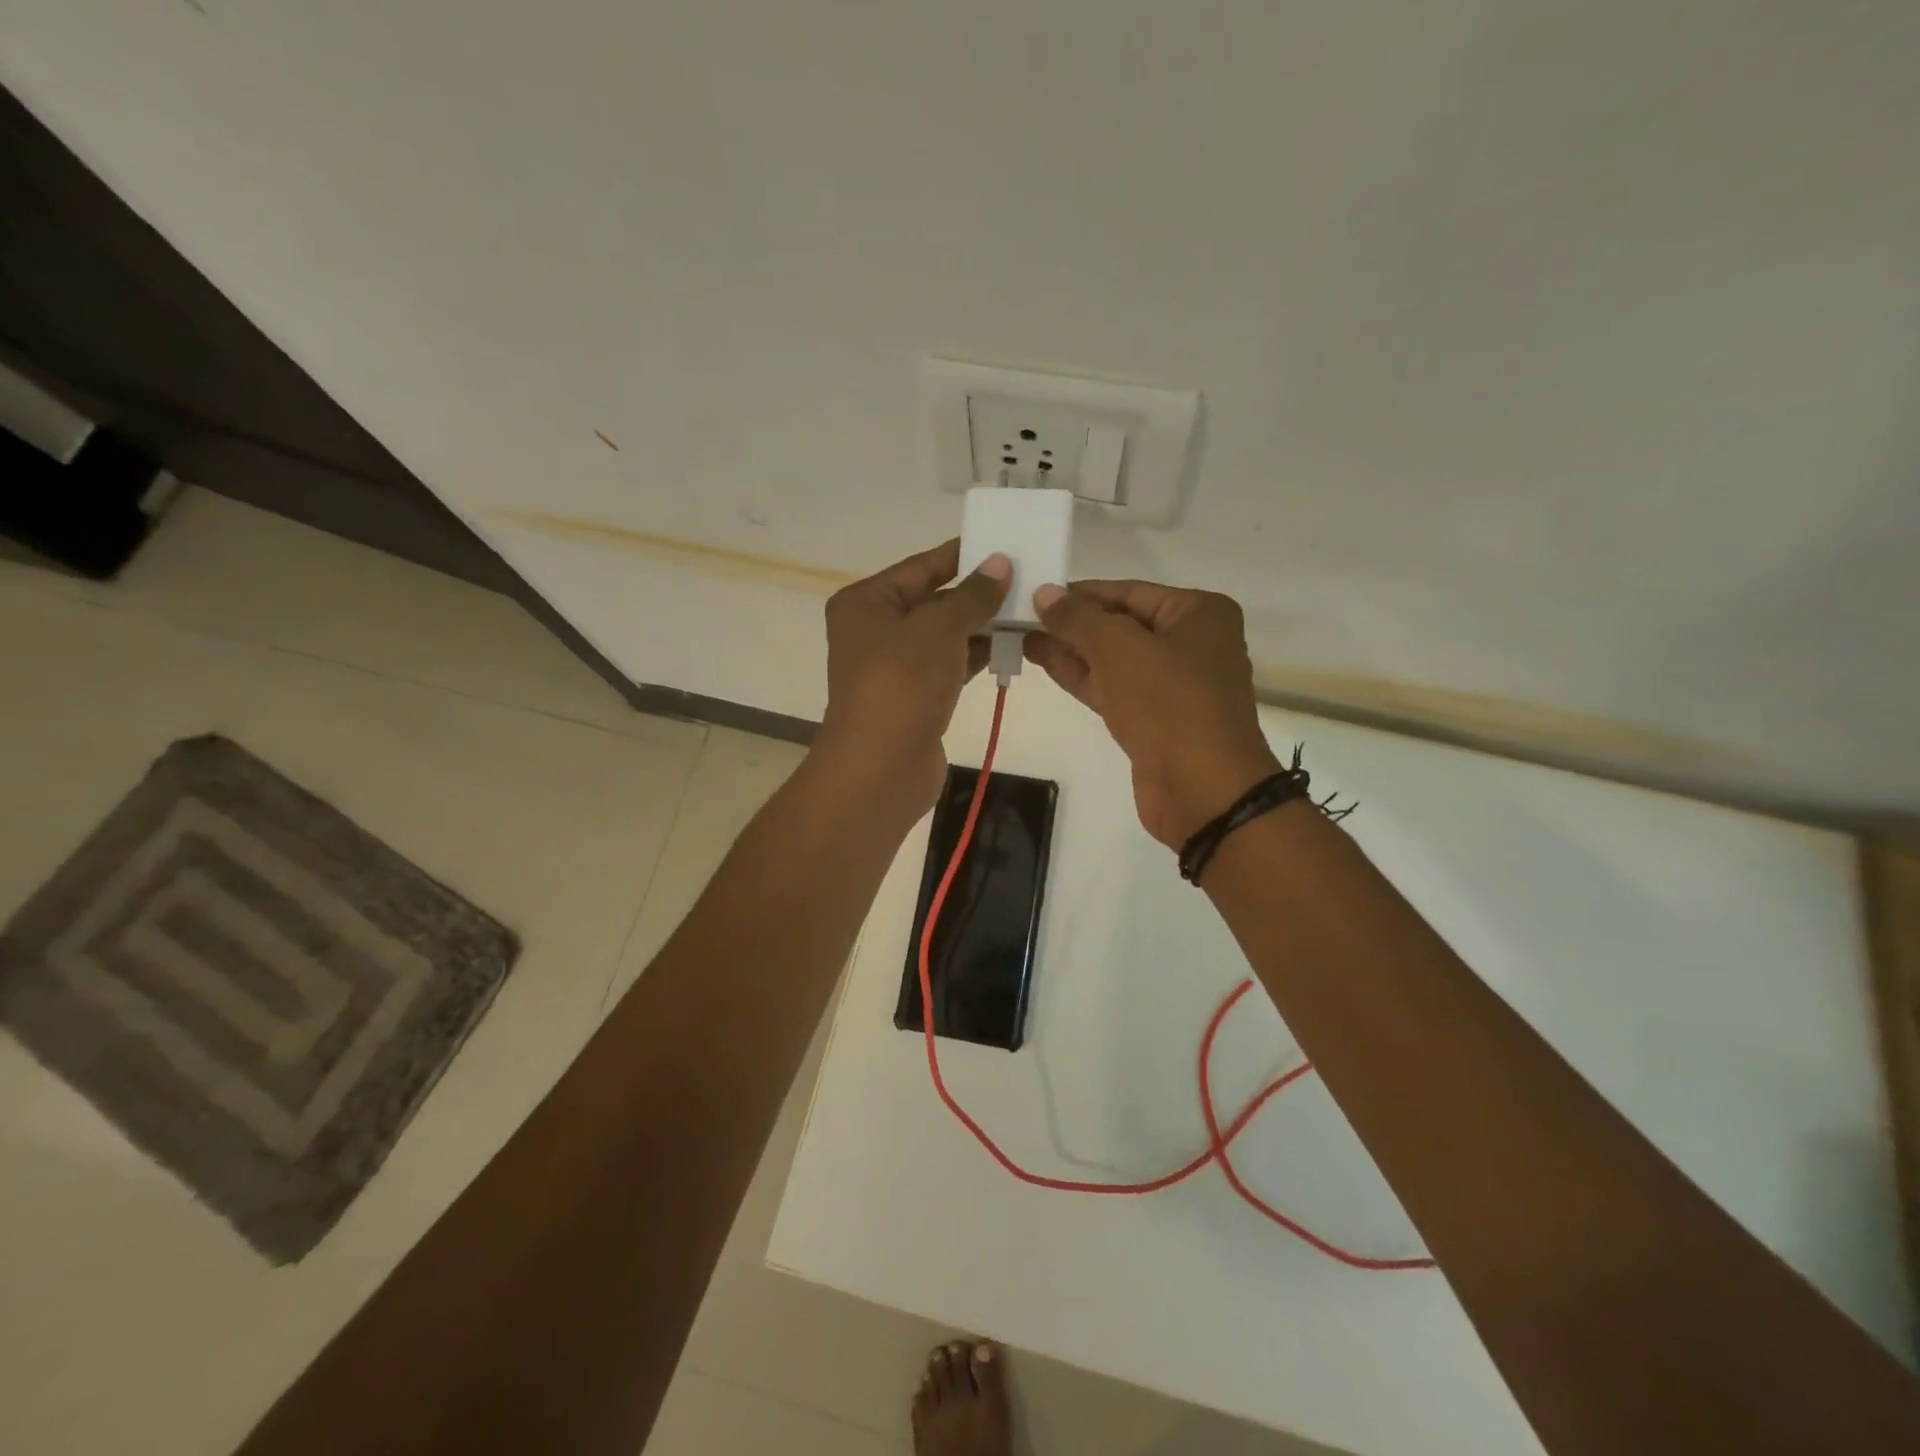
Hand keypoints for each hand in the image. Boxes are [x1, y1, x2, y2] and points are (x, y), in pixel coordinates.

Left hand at [813, 539, 1010, 821]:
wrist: (881, 769)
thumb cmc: (901, 685)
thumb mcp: (938, 629)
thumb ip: (972, 595)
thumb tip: (1000, 563)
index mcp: (866, 603)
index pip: (920, 567)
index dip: (962, 556)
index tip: (1003, 544)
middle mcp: (876, 630)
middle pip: (933, 600)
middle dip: (977, 593)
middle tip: (1027, 578)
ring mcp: (895, 667)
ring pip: (945, 636)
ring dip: (982, 625)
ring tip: (1029, 610)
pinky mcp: (916, 697)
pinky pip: (950, 665)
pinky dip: (977, 655)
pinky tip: (1013, 645)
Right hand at [1026, 580, 1280, 847]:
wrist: (1201, 789)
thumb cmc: (1168, 702)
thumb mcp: (1118, 647)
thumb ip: (1078, 618)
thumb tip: (1044, 593)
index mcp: (1198, 614)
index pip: (1129, 592)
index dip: (1081, 593)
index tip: (1036, 594)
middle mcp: (1191, 644)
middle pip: (1121, 624)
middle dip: (1073, 623)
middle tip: (1021, 618)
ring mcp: (1173, 686)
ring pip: (1113, 659)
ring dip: (1070, 650)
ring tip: (1022, 637)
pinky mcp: (1154, 721)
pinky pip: (1113, 688)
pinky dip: (1081, 677)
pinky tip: (1045, 663)